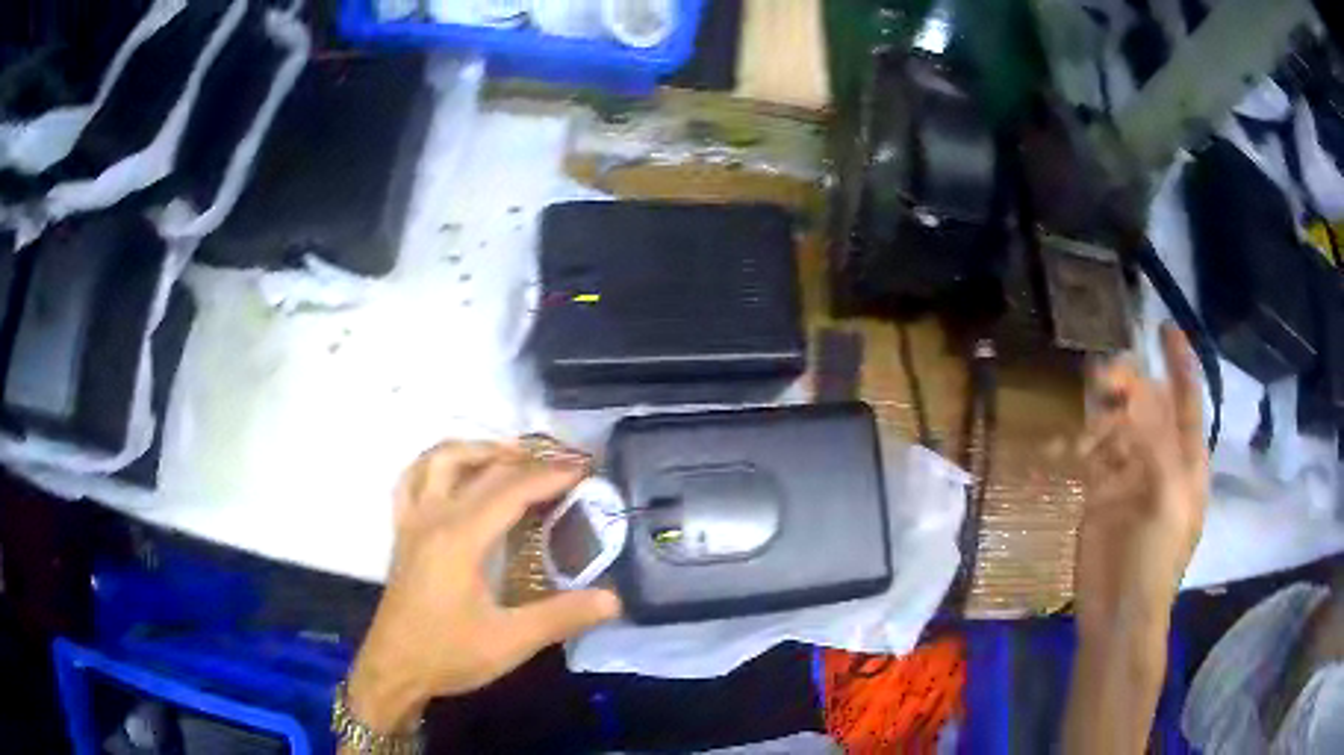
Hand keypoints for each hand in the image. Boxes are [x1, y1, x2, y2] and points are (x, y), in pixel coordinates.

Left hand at [345, 441, 620, 733]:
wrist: (394, 668)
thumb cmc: (449, 654)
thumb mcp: (511, 641)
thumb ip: (562, 616)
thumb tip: (612, 599)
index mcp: (460, 538)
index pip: (510, 490)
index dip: (550, 476)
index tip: (584, 469)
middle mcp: (434, 516)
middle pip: (481, 468)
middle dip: (525, 459)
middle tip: (561, 462)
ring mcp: (413, 520)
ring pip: (438, 459)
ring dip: (477, 449)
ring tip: (511, 457)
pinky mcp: (402, 532)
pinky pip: (412, 478)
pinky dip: (436, 464)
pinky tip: (454, 474)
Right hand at [1074, 322, 1208, 636]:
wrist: (1118, 612)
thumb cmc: (1156, 557)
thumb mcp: (1168, 496)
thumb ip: (1158, 441)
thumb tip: (1139, 388)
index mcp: (1187, 461)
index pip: (1187, 400)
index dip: (1180, 363)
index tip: (1165, 327)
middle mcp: (1160, 460)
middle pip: (1148, 407)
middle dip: (1132, 384)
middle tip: (1107, 375)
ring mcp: (1128, 476)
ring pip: (1118, 425)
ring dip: (1104, 410)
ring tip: (1088, 402)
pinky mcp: (1099, 493)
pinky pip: (1091, 455)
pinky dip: (1079, 445)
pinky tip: (1067, 447)